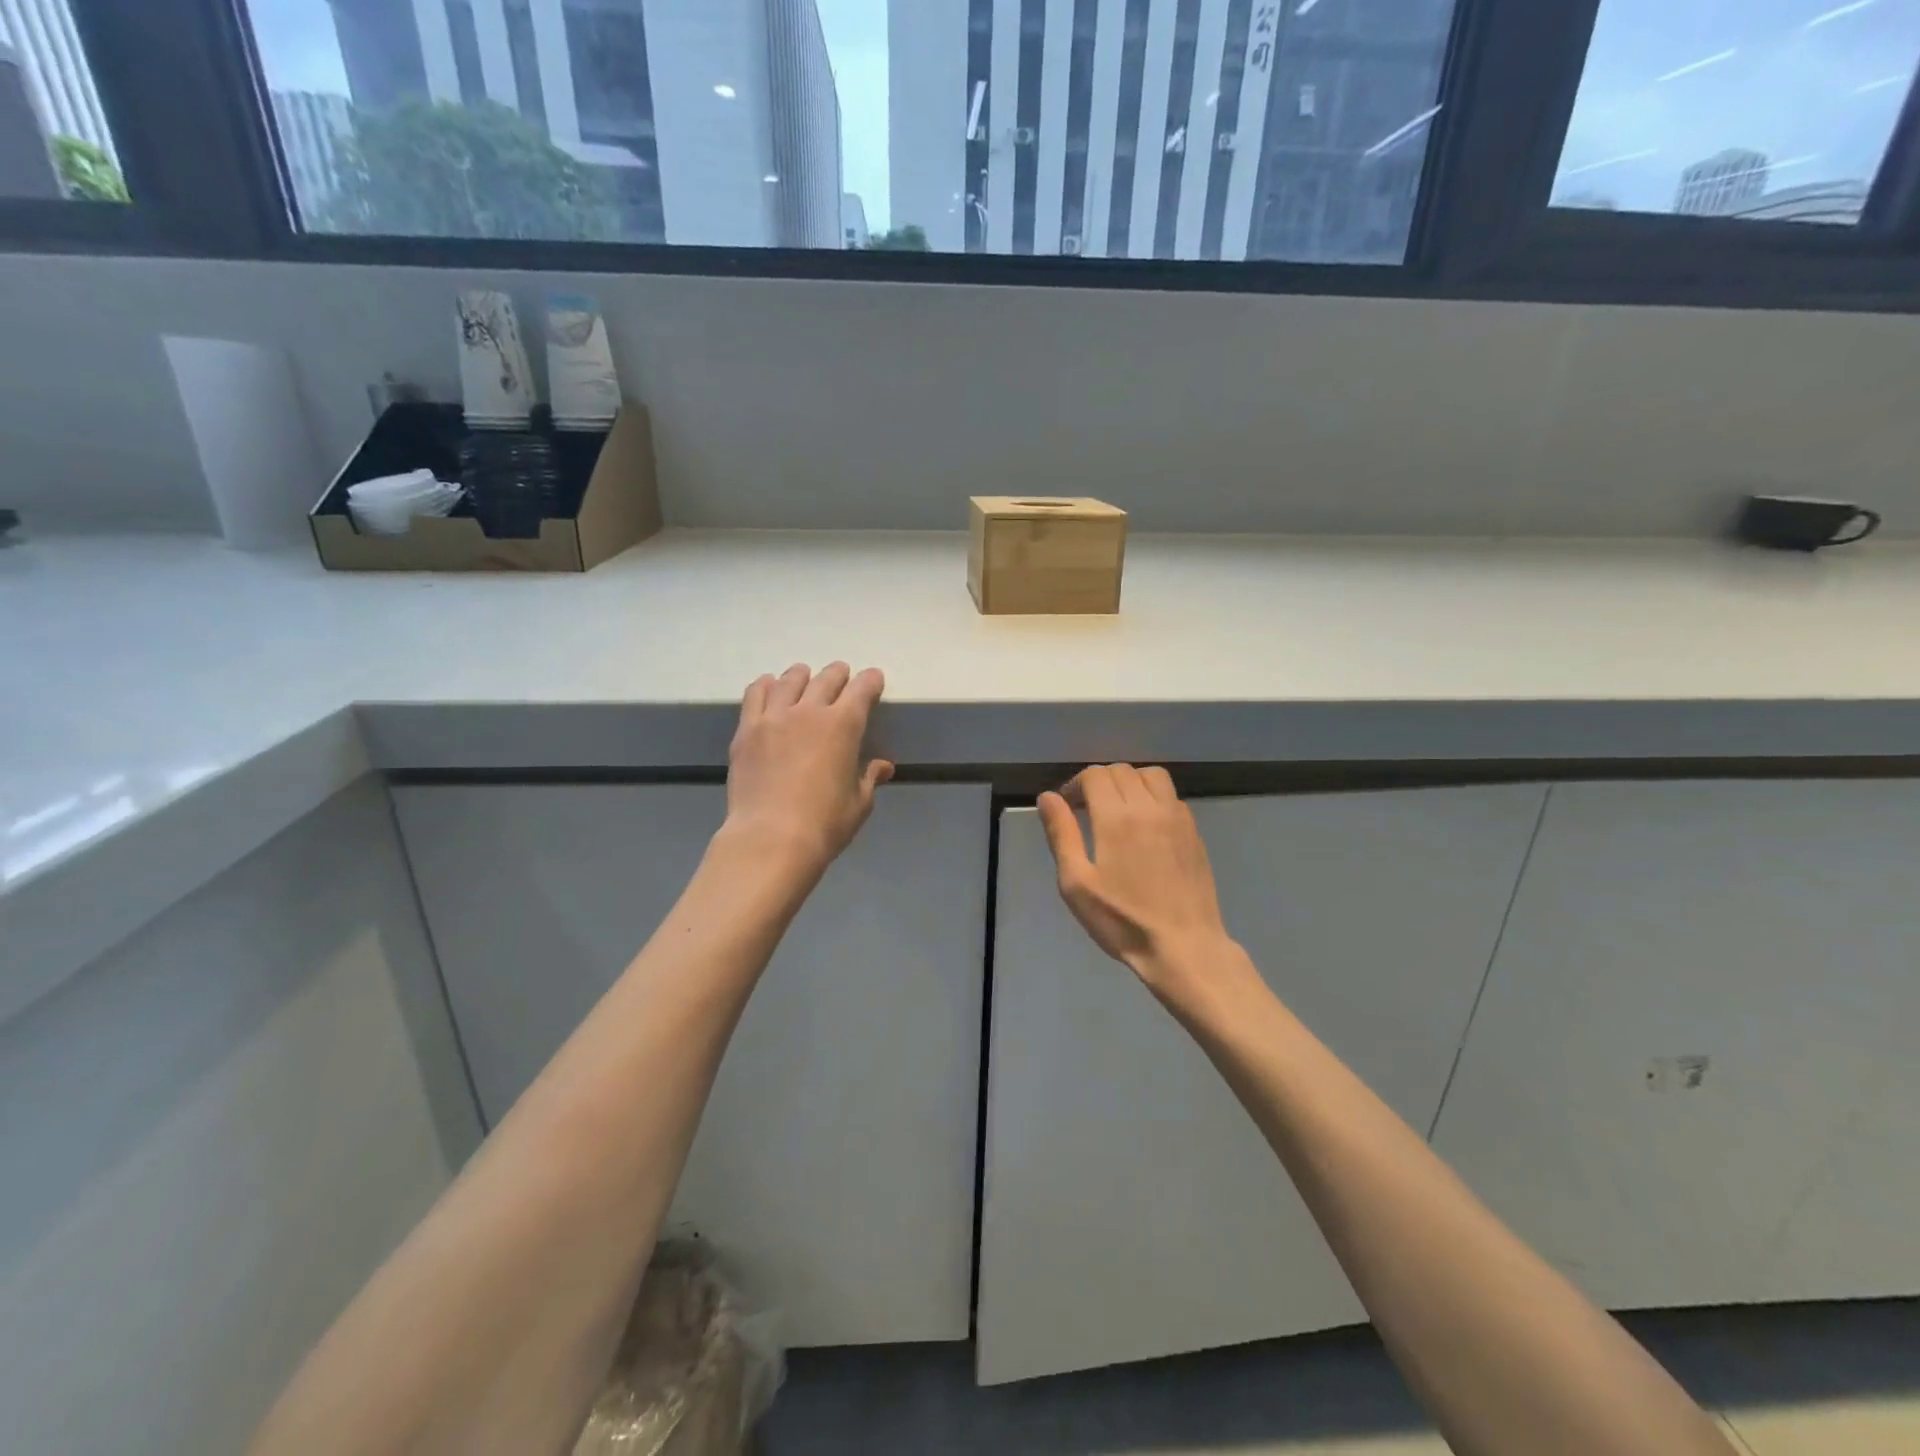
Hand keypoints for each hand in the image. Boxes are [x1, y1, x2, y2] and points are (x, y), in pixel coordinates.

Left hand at [724, 663, 893, 873]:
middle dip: (838, 674)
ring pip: (789, 681)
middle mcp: (809, 711)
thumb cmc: (824, 824)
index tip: (874, 679)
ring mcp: (773, 718)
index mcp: (843, 725)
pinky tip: (768, 686)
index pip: (862, 689)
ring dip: (802, 675)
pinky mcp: (746, 731)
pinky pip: (755, 695)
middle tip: (842, 674)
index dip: (871, 681)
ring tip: (804, 675)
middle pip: (826, 679)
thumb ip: (869, 778)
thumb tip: (883, 766)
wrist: (770, 838)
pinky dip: (765, 685)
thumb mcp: (859, 804)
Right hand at [1037, 765, 1241, 1003]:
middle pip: (1121, 770)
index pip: (1094, 775)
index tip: (1066, 806)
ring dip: (1129, 782)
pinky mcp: (1194, 832)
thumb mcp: (1077, 884)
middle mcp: (1149, 807)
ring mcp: (1177, 817)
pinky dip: (1153, 797)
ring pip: (1151, 775)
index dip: (1075, 784)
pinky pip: (1171, 796)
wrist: (1184, 946)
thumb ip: (1061, 834)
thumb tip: (1047, 797)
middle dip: (1099, 782)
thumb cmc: (1122, 920)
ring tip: (1117, 809)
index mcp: (1116, 818)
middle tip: (1086, 809)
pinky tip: (1145, 826)